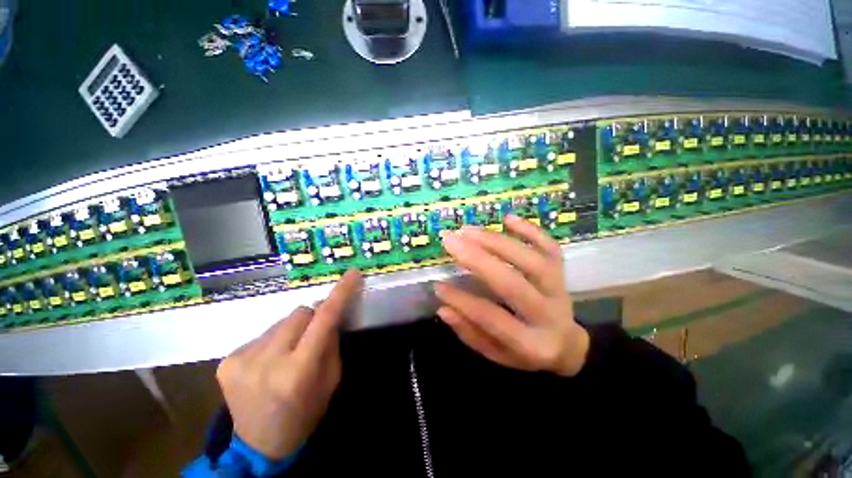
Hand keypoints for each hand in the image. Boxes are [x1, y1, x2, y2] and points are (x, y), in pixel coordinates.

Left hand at [216, 270, 362, 459]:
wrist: (260, 445)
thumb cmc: (305, 413)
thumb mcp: (331, 380)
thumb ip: (331, 343)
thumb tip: (329, 315)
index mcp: (298, 371)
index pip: (324, 319)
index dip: (340, 294)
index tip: (352, 274)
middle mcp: (267, 361)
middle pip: (300, 313)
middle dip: (312, 319)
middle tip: (313, 337)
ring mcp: (241, 360)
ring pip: (281, 321)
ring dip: (291, 331)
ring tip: (288, 353)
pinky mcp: (226, 361)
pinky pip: (262, 334)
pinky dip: (273, 341)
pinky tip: (269, 362)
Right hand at [435, 215, 588, 376]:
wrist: (566, 343)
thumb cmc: (525, 351)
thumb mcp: (497, 354)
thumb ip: (470, 333)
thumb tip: (444, 308)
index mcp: (531, 344)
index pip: (492, 319)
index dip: (463, 302)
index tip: (438, 285)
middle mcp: (548, 314)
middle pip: (512, 283)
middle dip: (477, 260)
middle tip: (450, 241)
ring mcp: (559, 289)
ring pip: (530, 260)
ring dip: (496, 241)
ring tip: (467, 230)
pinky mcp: (562, 272)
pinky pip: (550, 247)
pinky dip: (531, 230)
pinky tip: (508, 218)